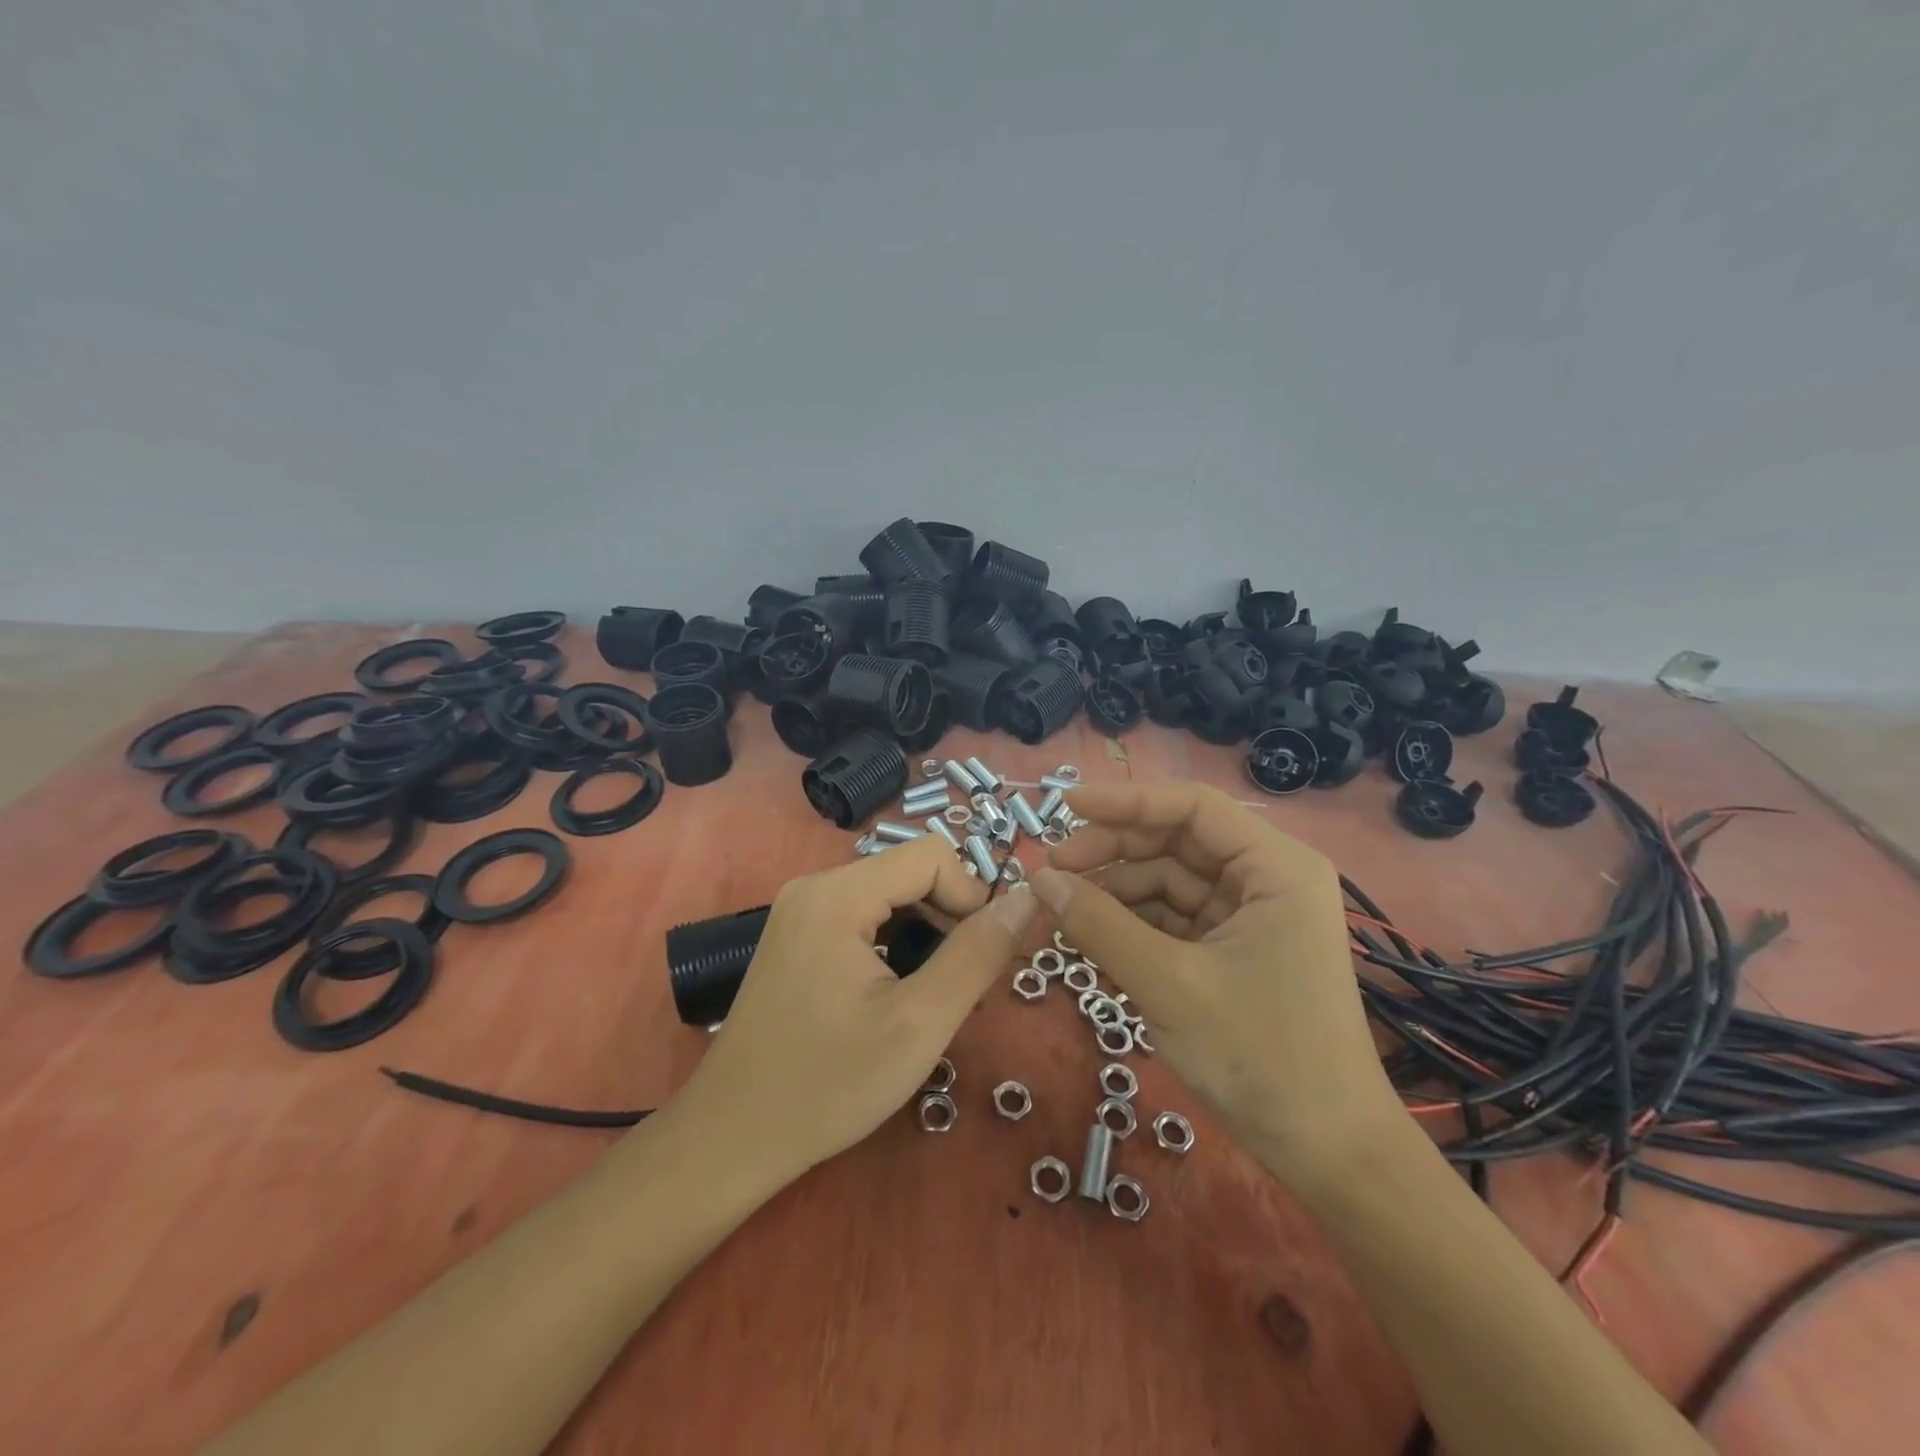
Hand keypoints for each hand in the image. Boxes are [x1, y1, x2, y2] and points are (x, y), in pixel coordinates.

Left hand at [673, 834, 1038, 1181]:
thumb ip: (978, 954)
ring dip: (925, 932)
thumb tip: (1028, 898)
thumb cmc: (828, 1085)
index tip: (978, 958)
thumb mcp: (919, 1023)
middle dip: (948, 917)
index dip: (970, 897)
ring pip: (889, 894)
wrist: (733, 1137)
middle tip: (957, 984)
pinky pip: (863, 915)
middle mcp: (814, 886)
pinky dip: (895, 941)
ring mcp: (800, 910)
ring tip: (928, 992)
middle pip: (909, 871)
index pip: (932, 855)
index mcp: (837, 895)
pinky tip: (894, 991)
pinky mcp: (796, 934)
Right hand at [1031, 781, 1401, 1189]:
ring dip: (1116, 891)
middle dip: (1112, 852)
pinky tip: (1090, 933)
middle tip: (1051, 870)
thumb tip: (1040, 879)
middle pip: (1176, 841)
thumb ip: (1099, 924)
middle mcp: (1267, 877)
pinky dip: (1133, 923)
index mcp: (1275, 867)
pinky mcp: (1236, 947)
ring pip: (1170, 880)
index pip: (1192, 807)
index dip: (1125, 801)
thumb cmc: (1260, 1057)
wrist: (1327, 1152)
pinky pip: (1174, 917)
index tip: (1064, 805)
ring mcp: (1252, 914)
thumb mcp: (1167, 984)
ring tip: (1061, 908)